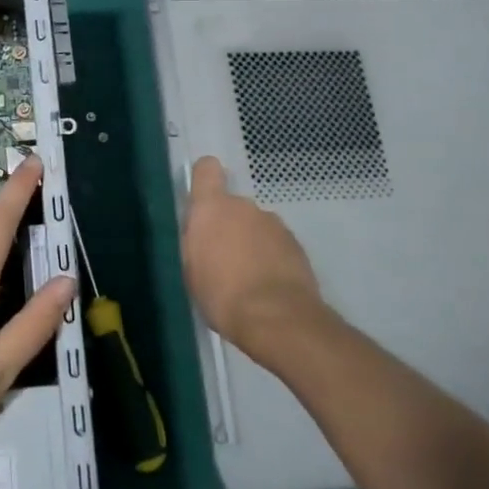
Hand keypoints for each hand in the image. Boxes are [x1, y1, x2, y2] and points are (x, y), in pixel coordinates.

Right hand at [180, 156, 325, 365]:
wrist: (277, 318)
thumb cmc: (221, 293)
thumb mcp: (191, 269)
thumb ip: (196, 241)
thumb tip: (202, 232)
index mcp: (212, 207)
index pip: (206, 169)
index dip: (204, 179)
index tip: (203, 202)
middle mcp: (244, 206)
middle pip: (232, 206)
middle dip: (228, 226)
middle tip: (223, 260)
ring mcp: (274, 224)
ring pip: (256, 226)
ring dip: (251, 244)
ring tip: (248, 279)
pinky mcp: (297, 245)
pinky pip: (276, 245)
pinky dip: (271, 259)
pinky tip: (268, 287)